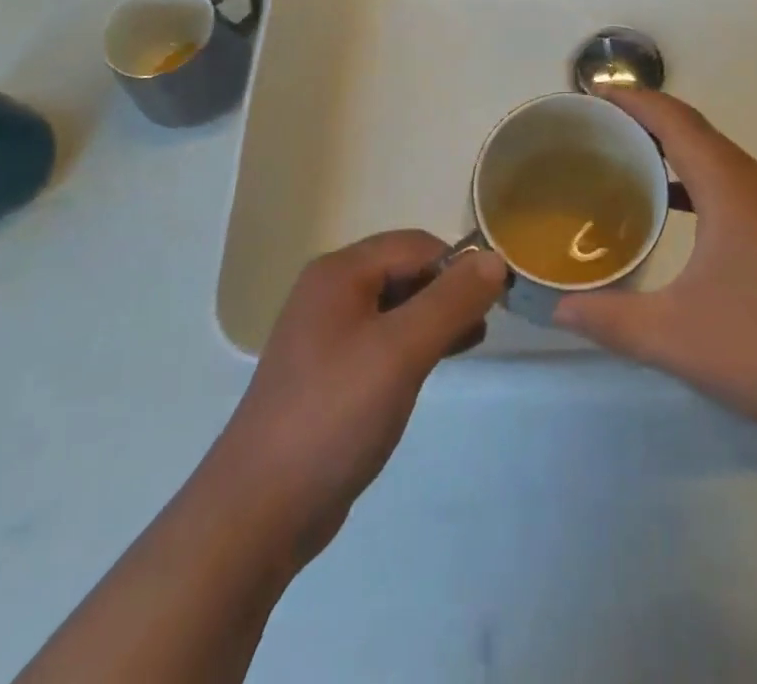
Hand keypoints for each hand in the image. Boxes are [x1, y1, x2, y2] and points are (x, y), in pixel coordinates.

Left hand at [209, 232, 506, 563]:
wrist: (260, 510)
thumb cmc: (334, 415)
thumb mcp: (401, 351)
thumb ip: (451, 301)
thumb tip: (494, 259)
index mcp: (340, 272)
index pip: (416, 245)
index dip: (459, 264)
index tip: (496, 297)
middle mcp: (330, 291)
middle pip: (405, 269)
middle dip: (449, 289)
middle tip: (486, 321)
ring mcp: (327, 333)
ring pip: (397, 305)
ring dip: (436, 315)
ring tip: (473, 339)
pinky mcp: (330, 371)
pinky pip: (383, 338)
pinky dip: (415, 341)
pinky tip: (436, 363)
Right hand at [553, 90, 756, 430]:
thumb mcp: (678, 337)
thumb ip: (613, 320)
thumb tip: (561, 310)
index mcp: (730, 186)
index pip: (675, 120)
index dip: (633, 100)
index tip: (593, 95)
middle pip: (696, 131)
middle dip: (647, 121)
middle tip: (599, 130)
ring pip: (718, 158)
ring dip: (674, 151)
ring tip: (629, 164)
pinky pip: (734, 184)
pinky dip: (697, 182)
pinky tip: (679, 214)